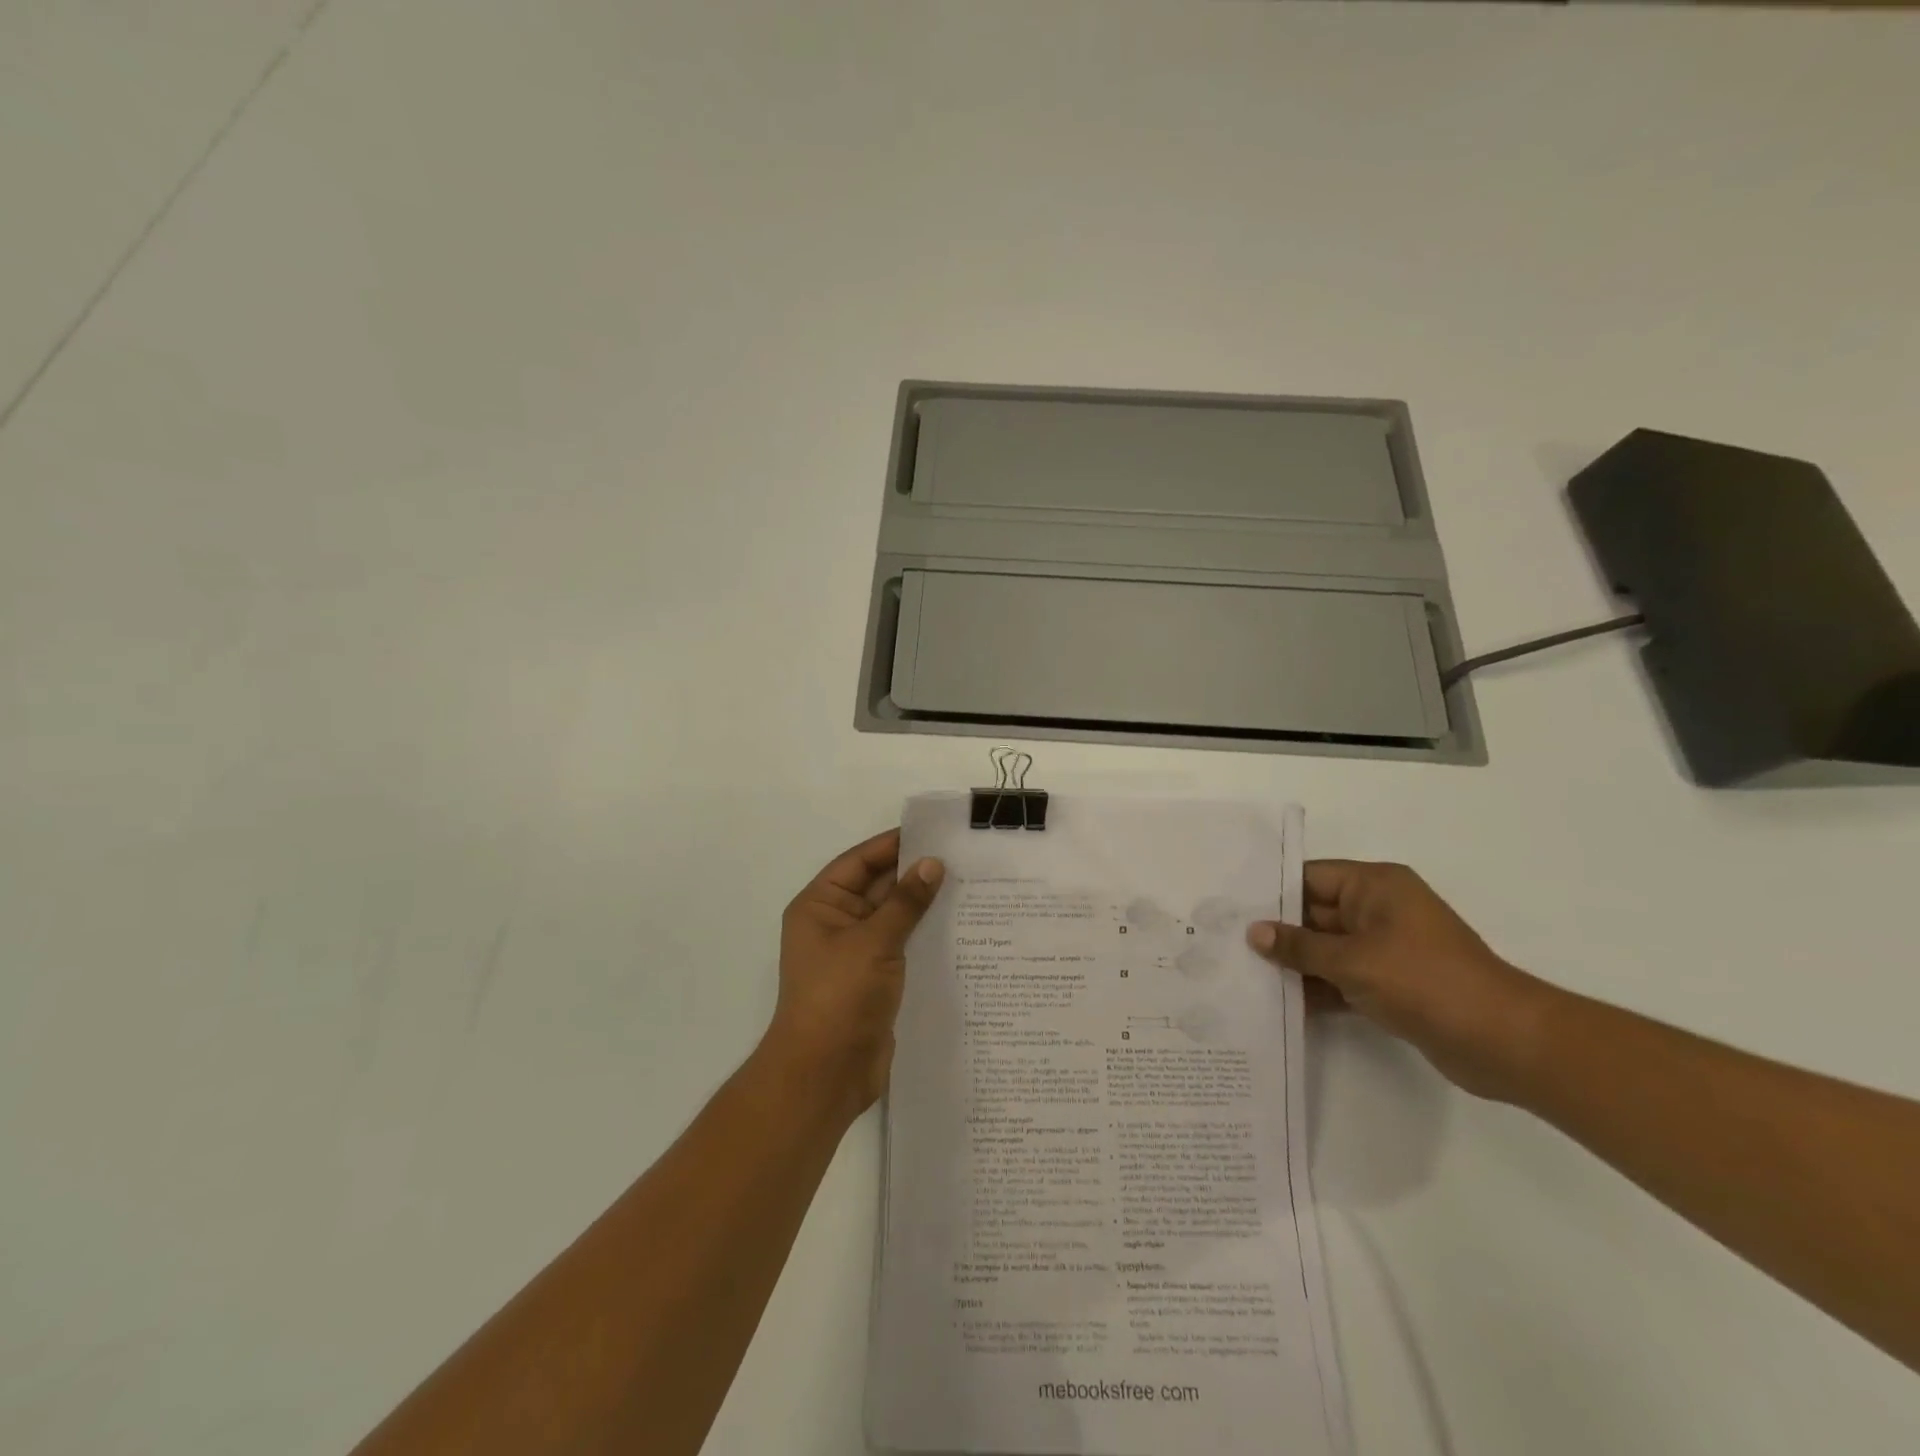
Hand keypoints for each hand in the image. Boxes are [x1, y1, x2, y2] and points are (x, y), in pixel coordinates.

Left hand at [762, 829, 944, 1124]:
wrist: (825, 1074)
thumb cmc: (840, 996)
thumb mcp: (874, 941)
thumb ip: (905, 902)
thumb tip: (932, 864)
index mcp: (821, 905)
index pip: (860, 861)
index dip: (894, 845)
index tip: (934, 833)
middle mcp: (836, 923)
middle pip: (878, 887)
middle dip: (915, 874)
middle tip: (963, 858)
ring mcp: (856, 953)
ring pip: (893, 917)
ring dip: (924, 905)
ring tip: (970, 887)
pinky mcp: (875, 979)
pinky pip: (902, 946)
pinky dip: (925, 935)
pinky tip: (961, 928)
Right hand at [1248, 860, 1552, 1100]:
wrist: (1504, 1042)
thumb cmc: (1425, 982)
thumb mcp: (1352, 961)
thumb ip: (1299, 947)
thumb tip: (1254, 933)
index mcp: (1376, 887)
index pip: (1310, 878)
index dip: (1271, 892)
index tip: (1229, 907)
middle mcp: (1379, 911)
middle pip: (1315, 914)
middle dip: (1277, 932)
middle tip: (1226, 944)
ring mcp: (1387, 949)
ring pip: (1326, 949)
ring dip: (1294, 964)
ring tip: (1242, 974)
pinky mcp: (1392, 984)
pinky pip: (1342, 978)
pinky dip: (1317, 988)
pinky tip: (1279, 1003)